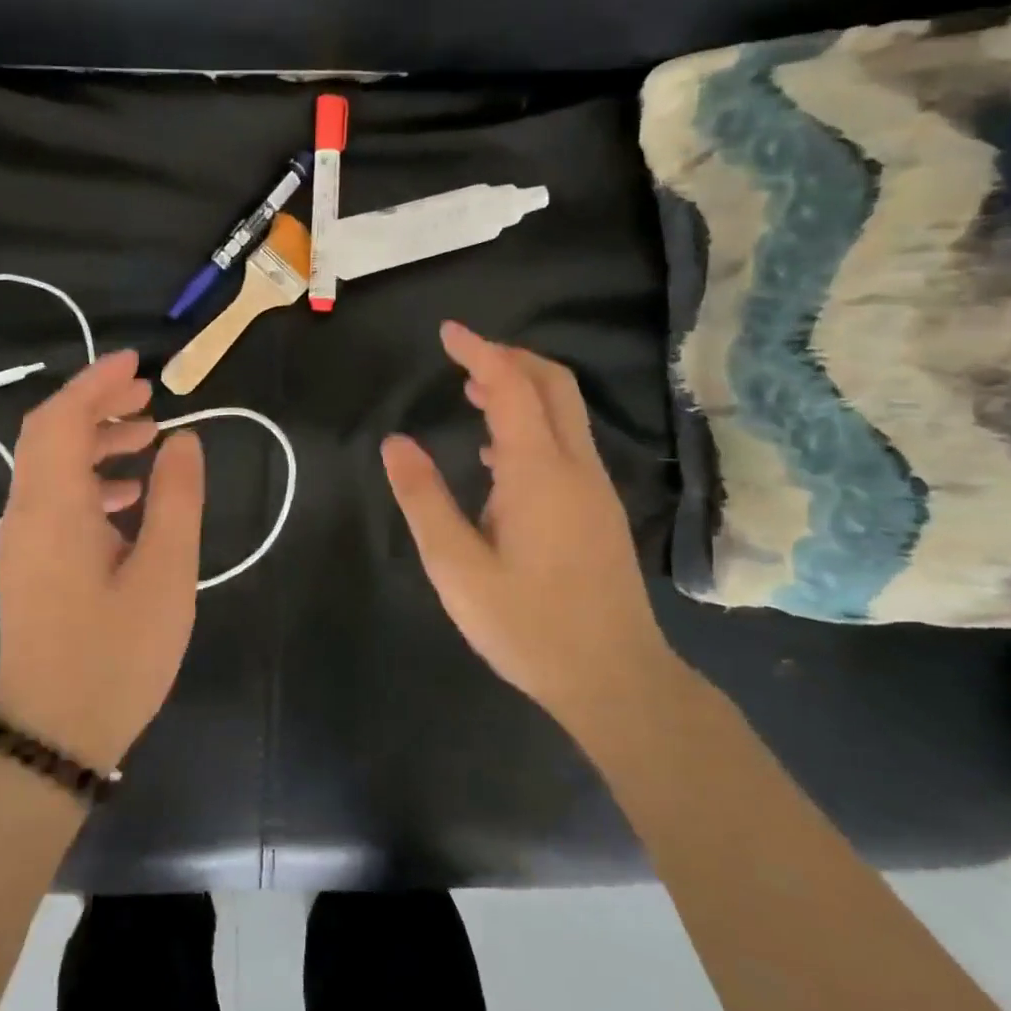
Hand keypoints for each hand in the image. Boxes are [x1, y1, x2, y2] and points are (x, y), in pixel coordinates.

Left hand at [0, 350, 205, 773]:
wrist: (54, 736)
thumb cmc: (115, 654)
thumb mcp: (165, 573)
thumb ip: (176, 499)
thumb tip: (183, 440)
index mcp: (53, 507)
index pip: (61, 418)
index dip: (95, 382)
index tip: (137, 363)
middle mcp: (26, 513)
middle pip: (49, 433)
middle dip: (96, 403)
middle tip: (149, 395)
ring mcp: (23, 540)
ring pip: (51, 464)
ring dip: (95, 439)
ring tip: (149, 438)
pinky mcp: (30, 564)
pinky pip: (55, 497)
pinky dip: (91, 477)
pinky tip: (132, 496)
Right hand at [381, 321, 670, 733]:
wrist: (616, 679)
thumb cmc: (528, 625)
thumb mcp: (456, 567)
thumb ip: (424, 500)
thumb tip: (395, 444)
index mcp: (537, 471)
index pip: (512, 385)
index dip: (479, 350)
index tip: (447, 331)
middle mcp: (574, 466)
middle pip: (553, 384)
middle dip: (509, 357)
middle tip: (463, 357)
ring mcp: (595, 488)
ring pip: (565, 412)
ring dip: (522, 388)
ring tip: (473, 393)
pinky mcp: (600, 510)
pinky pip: (567, 443)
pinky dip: (533, 423)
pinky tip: (498, 456)